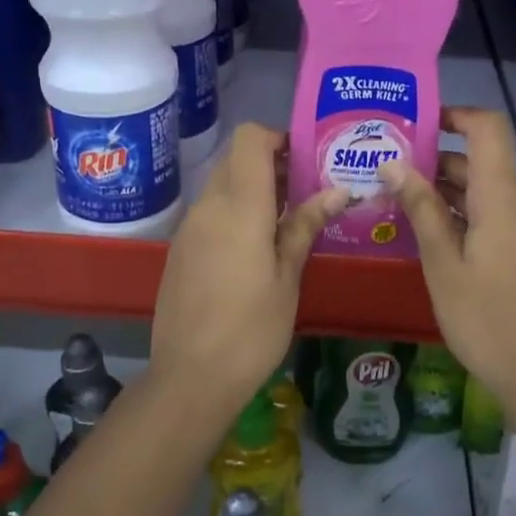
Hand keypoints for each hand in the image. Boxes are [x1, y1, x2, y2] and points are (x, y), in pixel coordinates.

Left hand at [150, 124, 346, 412]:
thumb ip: (305, 226)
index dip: (277, 137)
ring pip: (221, 186)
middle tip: (304, 192)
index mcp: (239, 206)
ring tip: (286, 222)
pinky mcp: (179, 250)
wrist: (190, 378)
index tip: (304, 160)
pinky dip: (233, 213)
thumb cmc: (251, 329)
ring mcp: (188, 228)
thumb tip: (336, 191)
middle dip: (270, 164)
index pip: (249, 139)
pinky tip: (255, 249)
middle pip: (236, 160)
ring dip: (252, 190)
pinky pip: (209, 213)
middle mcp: (208, 207)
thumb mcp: (288, 278)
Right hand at [379, 107, 515, 402]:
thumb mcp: (442, 264)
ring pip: (495, 194)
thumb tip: (394, 164)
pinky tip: (446, 242)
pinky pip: (509, 217)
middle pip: (486, 164)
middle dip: (441, 166)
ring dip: (456, 196)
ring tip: (411, 212)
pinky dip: (478, 217)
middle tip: (395, 180)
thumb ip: (421, 208)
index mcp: (506, 198)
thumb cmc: (485, 320)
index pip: (489, 128)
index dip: (457, 115)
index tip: (421, 124)